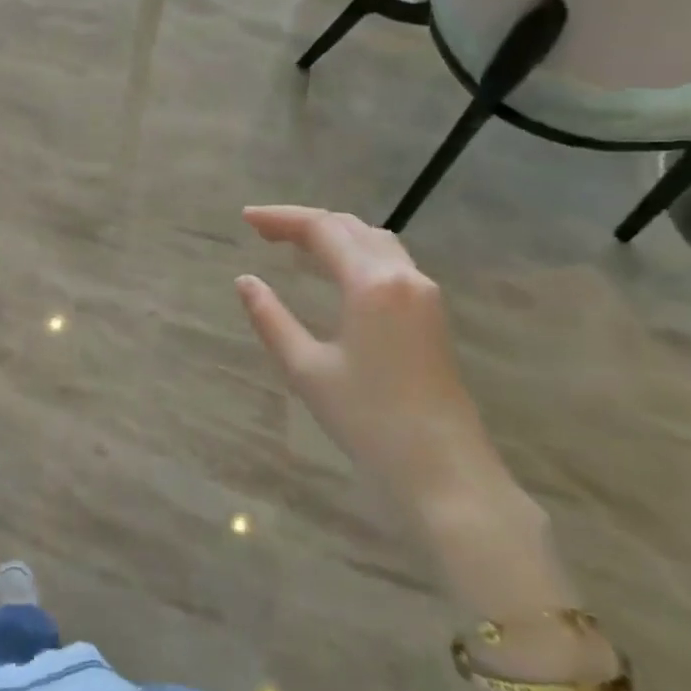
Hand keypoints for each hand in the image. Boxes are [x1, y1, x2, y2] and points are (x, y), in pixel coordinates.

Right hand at [235, 206, 522, 535]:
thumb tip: (245, 281)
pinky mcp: (432, 314)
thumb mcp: (306, 369)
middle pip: (350, 227)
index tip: (245, 218)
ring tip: (294, 244)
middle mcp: (403, 276)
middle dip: (305, 222)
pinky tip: (336, 271)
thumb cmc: (369, 420)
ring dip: (333, 234)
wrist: (445, 471)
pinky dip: (355, 252)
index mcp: (371, 283)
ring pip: (374, 241)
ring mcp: (424, 294)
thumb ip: (271, 318)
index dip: (281, 218)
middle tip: (262, 230)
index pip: (322, 229)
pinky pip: (389, 262)